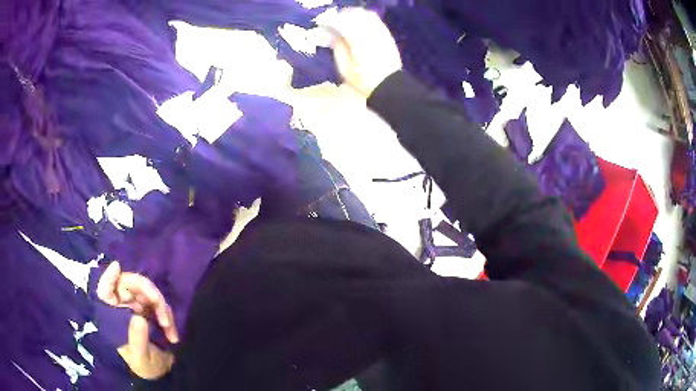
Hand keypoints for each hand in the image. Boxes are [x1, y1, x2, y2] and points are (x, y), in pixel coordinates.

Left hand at [97, 261, 178, 378]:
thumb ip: (137, 338)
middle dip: (147, 291)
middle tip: (161, 306)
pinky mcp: (151, 310)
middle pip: (130, 284)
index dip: (109, 277)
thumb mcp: (139, 356)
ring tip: (169, 328)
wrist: (160, 372)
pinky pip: (159, 303)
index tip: (117, 268)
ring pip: (148, 291)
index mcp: (112, 315)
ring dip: (161, 306)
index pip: (105, 291)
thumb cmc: (143, 365)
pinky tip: (172, 333)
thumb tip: (138, 316)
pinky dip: (167, 314)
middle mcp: (122, 305)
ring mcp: (137, 306)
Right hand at [321, 8, 402, 97]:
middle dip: (343, 15)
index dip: (330, 20)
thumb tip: (333, 35)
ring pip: (366, 15)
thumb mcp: (344, 68)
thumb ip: (338, 48)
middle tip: (334, 20)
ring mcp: (381, 32)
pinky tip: (360, 25)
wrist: (389, 85)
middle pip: (355, 14)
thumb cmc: (364, 79)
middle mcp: (370, 32)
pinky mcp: (387, 35)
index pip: (341, 22)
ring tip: (346, 21)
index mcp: (357, 40)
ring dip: (355, 15)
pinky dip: (366, 18)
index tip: (323, 23)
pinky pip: (376, 20)